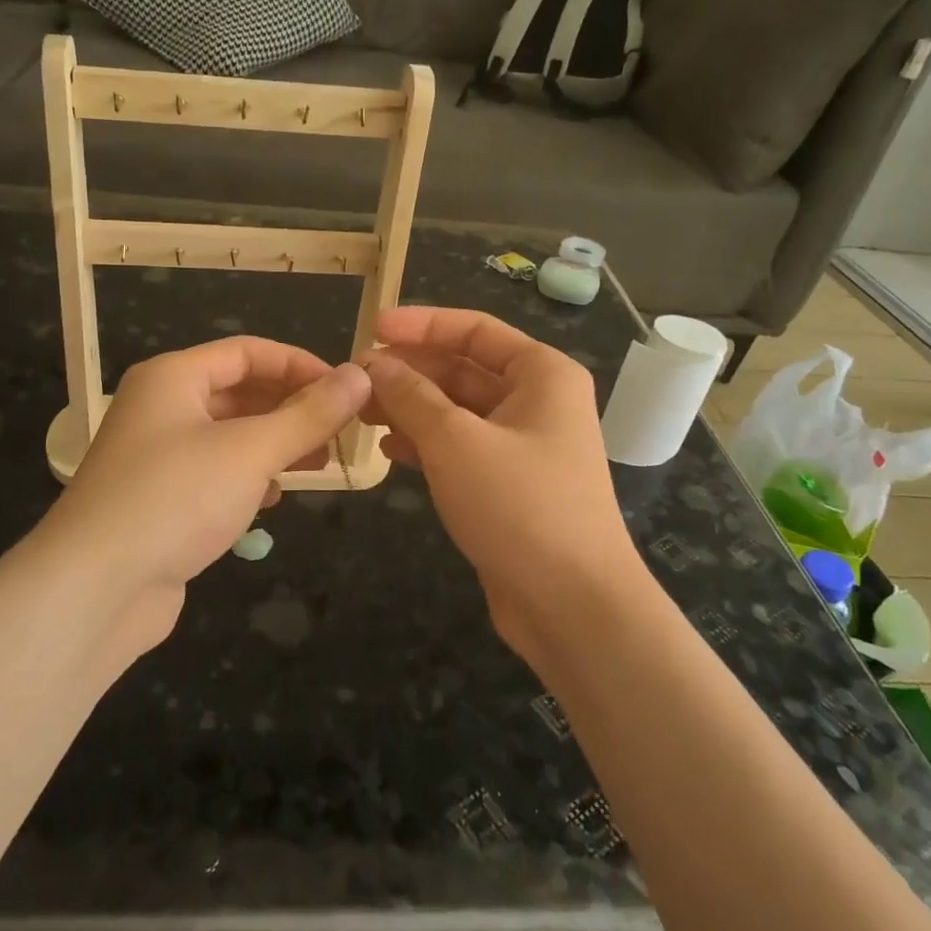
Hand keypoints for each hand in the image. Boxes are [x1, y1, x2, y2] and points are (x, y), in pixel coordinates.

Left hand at [33, 337, 370, 654]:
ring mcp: (158, 457)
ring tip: (320, 462)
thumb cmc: (175, 499)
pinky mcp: (161, 500)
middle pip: (239, 392)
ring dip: (276, 444)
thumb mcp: (251, 451)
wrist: (95, 590)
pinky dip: (250, 477)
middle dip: (292, 408)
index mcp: (173, 378)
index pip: (248, 352)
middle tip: (341, 431)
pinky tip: (274, 498)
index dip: (300, 365)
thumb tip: (360, 376)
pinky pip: (216, 473)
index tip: (346, 390)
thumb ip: (308, 415)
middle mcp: (162, 408)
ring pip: (230, 436)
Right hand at [358, 307, 642, 661]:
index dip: (421, 325)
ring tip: (362, 413)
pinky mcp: (508, 486)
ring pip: (457, 411)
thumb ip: (411, 396)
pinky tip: (389, 451)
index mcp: (541, 375)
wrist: (573, 605)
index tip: (372, 328)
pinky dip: (425, 445)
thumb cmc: (520, 505)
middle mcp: (536, 402)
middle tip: (357, 378)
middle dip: (410, 372)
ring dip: (411, 408)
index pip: (474, 330)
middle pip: (463, 370)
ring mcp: (523, 446)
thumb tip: (373, 364)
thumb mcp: (456, 441)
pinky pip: (460, 449)